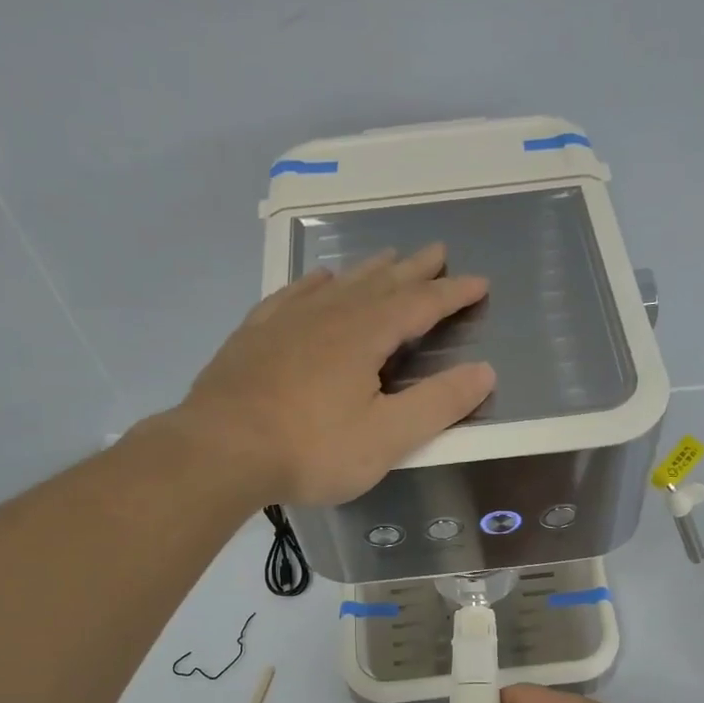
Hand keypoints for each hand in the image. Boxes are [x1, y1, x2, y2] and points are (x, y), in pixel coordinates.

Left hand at [172, 244, 494, 506]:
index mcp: (365, 335)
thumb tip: (484, 371)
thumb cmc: (311, 449)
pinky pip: (291, 295)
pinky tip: (317, 282)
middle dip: (414, 270)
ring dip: (368, 270)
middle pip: (380, 283)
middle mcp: (328, 315)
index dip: (452, 294)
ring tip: (387, 257)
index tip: (479, 283)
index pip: (420, 304)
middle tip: (437, 251)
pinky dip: (314, 284)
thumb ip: (438, 404)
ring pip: (338, 285)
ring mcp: (286, 321)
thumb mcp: (387, 437)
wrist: (219, 451)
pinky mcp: (254, 336)